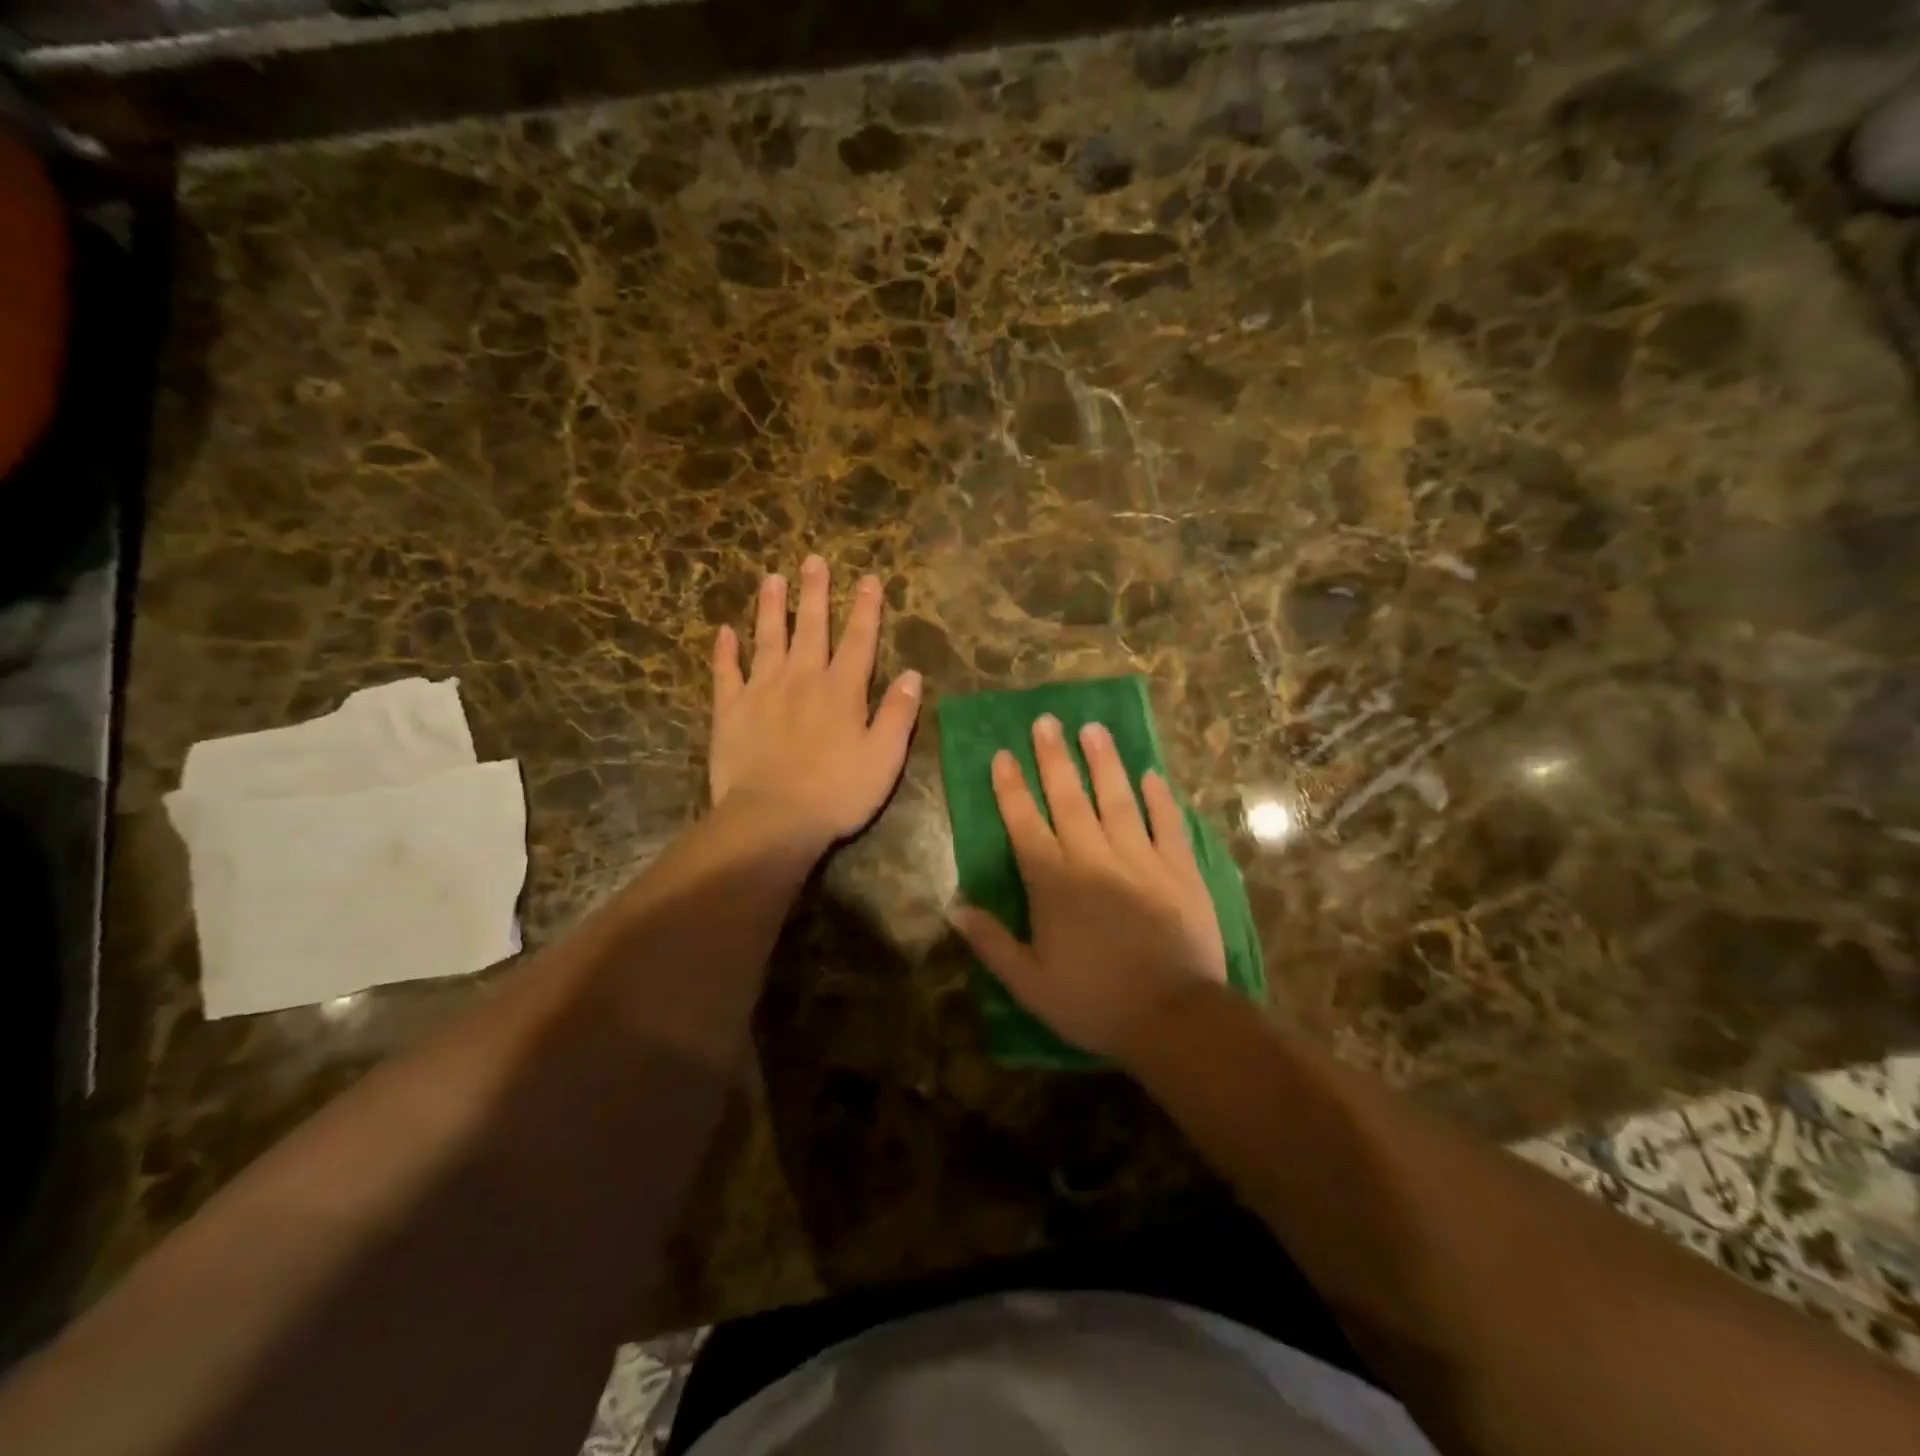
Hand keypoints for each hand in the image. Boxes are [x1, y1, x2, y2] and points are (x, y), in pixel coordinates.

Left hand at [709, 556, 921, 852]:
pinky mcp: (730, 711)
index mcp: (842, 690)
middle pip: (810, 627)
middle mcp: (802, 679)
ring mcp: (761, 691)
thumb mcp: (884, 758)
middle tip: (813, 560)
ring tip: (772, 578)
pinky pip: (726, 673)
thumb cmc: (837, 793)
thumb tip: (912, 674)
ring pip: (767, 639)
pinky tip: (724, 632)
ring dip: (770, 608)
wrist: (772, 819)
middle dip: (815, 593)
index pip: (859, 640)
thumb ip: (898, 714)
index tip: (868, 578)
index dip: (866, 608)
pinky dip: (725, 652)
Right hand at [950, 714, 1226, 1059]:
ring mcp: (1142, 860)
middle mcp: (1094, 859)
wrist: (1174, 1019)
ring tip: (1094, 729)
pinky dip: (1160, 798)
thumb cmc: (1094, 1003)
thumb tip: (954, 908)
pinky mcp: (1181, 871)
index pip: (1025, 824)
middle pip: (1070, 799)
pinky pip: (1169, 825)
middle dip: (1054, 758)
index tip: (1003, 754)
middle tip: (1046, 720)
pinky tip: (1152, 774)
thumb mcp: (1030, 984)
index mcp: (1055, 883)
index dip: (1011, 788)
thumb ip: (992, 943)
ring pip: (1119, 800)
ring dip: (1105, 763)